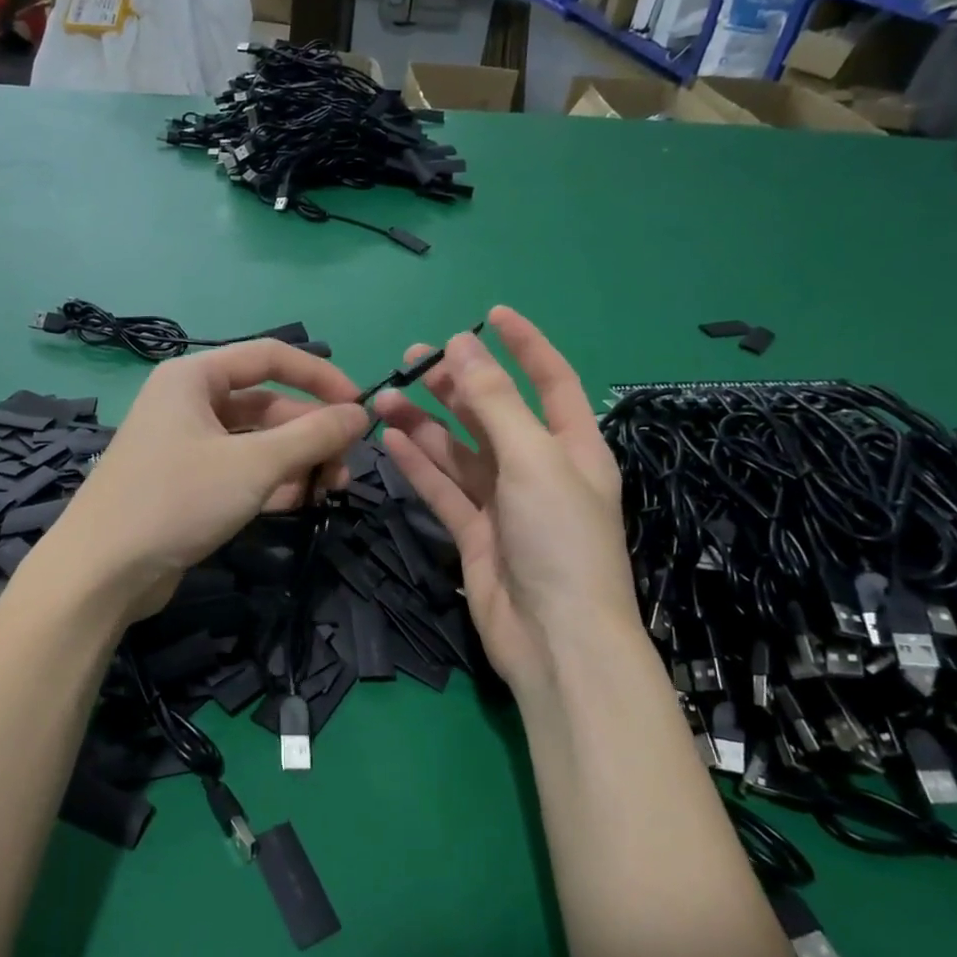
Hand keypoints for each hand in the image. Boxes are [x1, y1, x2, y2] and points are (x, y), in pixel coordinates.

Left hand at [42, 340, 367, 619]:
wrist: (103, 572)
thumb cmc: (177, 500)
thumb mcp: (253, 465)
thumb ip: (312, 435)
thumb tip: (362, 413)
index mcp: (194, 377)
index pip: (271, 357)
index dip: (321, 377)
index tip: (360, 406)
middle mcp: (189, 403)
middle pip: (267, 404)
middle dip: (311, 433)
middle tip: (346, 465)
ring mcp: (187, 445)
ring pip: (257, 442)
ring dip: (297, 461)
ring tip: (331, 488)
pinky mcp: (189, 484)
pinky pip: (242, 471)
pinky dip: (273, 482)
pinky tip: (302, 502)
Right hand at [374, 307, 637, 696]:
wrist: (555, 641)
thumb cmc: (560, 540)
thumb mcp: (534, 459)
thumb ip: (495, 403)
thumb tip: (462, 347)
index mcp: (572, 446)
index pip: (550, 380)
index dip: (524, 345)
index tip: (489, 315)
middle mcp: (538, 470)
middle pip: (493, 413)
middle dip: (457, 383)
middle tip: (412, 358)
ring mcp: (504, 503)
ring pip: (458, 451)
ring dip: (425, 423)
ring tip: (384, 395)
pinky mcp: (474, 533)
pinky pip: (442, 488)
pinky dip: (417, 464)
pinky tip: (390, 439)